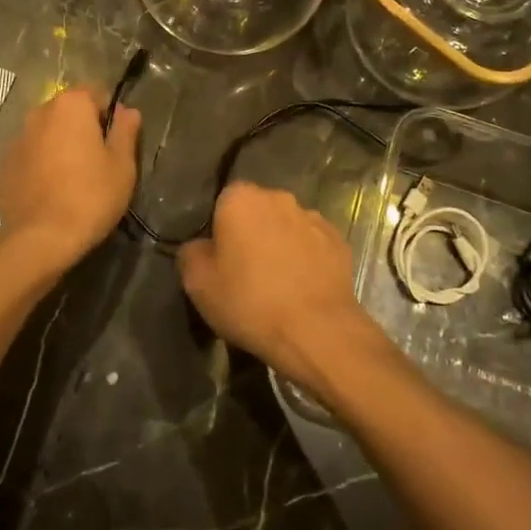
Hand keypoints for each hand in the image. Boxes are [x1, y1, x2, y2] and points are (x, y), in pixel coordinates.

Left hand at [0, 87, 140, 270]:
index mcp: (71, 105)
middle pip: (70, 111)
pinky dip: (43, 162)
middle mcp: (40, 112)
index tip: (116, 144)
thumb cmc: (90, 196)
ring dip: (62, 144)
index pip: (97, 94)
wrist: (40, 238)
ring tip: (74, 178)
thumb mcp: (122, 165)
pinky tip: (52, 189)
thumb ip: (126, 131)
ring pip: (49, 132)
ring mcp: (18, 137)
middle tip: (98, 162)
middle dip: (84, 128)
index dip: (110, 116)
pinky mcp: (5, 163)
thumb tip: (127, 110)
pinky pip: (32, 152)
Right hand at [177, 182, 374, 384]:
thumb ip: (191, 253)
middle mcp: (279, 197)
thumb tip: (200, 247)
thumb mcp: (197, 284)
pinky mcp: (339, 241)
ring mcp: (313, 218)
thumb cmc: (250, 302)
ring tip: (277, 283)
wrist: (317, 331)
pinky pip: (312, 244)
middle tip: (244, 271)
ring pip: (286, 226)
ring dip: (280, 244)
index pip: (223, 201)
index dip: (219, 229)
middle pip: (257, 210)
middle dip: (251, 232)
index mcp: (241, 198)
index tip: (219, 259)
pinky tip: (301, 288)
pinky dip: (306, 259)